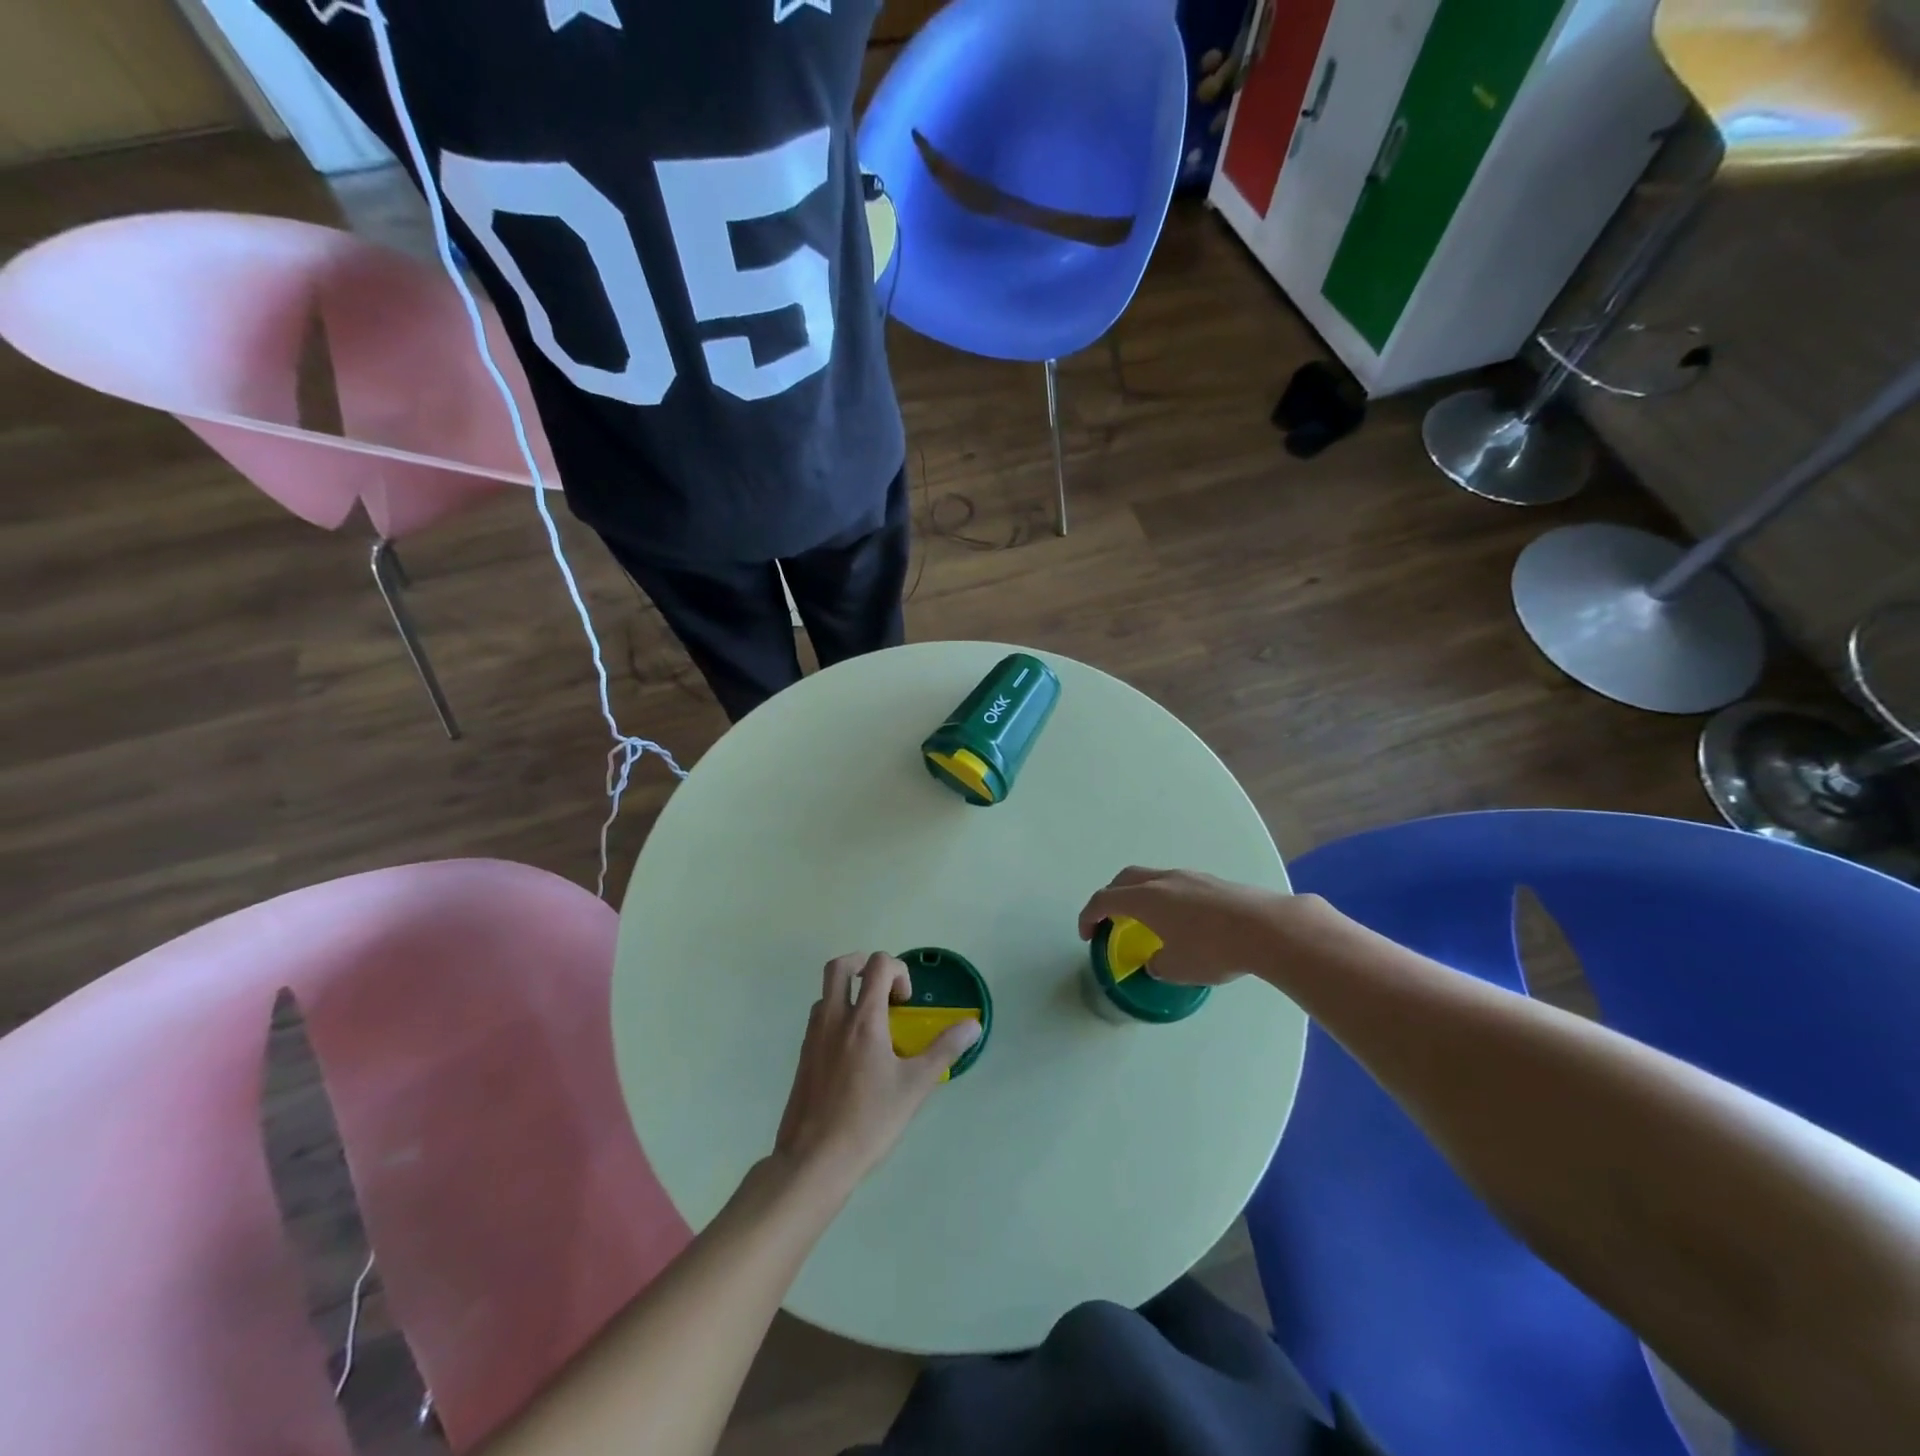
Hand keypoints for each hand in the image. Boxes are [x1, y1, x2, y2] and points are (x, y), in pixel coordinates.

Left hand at [773, 953, 980, 1195]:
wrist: (813, 1161)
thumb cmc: (869, 1121)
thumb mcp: (915, 1086)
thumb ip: (944, 1050)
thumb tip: (973, 1025)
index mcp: (863, 1019)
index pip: (877, 965)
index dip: (898, 971)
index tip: (907, 1003)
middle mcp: (833, 1018)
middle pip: (839, 966)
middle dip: (864, 965)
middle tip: (884, 990)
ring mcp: (812, 1036)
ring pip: (826, 993)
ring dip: (849, 993)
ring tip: (872, 1024)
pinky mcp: (802, 1056)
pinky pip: (818, 1019)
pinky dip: (837, 1017)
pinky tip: (855, 1053)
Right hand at [1078, 867, 1313, 986]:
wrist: (1267, 928)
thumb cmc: (1213, 949)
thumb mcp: (1176, 968)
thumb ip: (1157, 964)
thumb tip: (1156, 961)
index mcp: (1145, 898)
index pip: (1104, 899)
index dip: (1089, 916)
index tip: (1087, 934)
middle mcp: (1163, 880)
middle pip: (1125, 879)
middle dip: (1112, 897)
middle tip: (1111, 919)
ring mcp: (1190, 876)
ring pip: (1153, 878)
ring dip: (1141, 895)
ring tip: (1149, 921)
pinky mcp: (1213, 882)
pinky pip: (1177, 885)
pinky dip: (1167, 898)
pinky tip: (1183, 922)